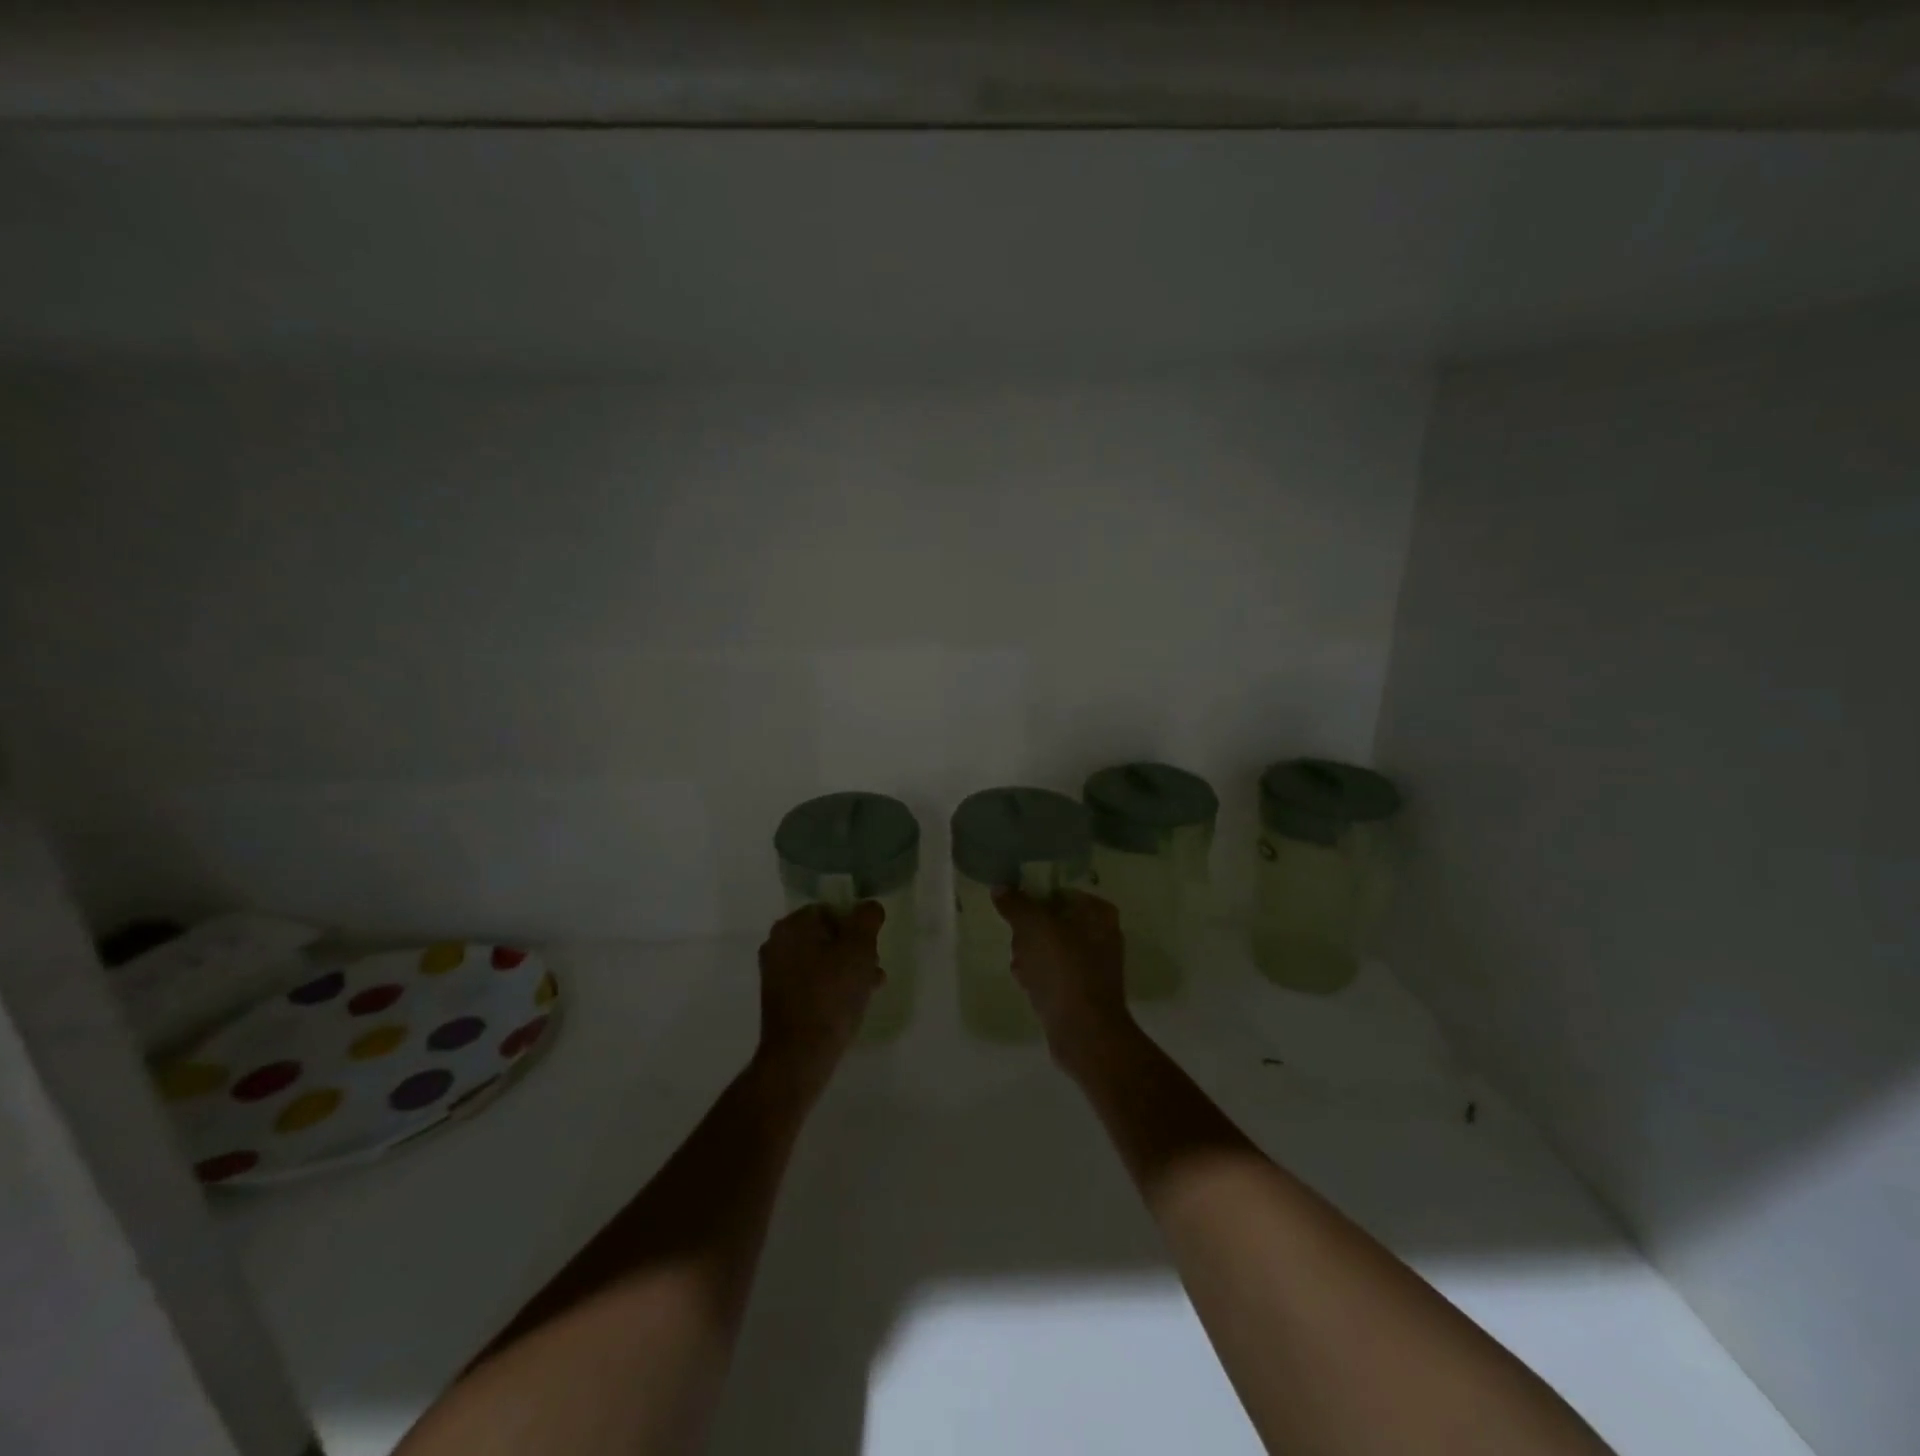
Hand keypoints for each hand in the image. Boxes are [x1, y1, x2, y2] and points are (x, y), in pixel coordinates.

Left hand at [755, 902, 884, 1101]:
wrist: (800, 1054)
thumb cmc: (831, 995)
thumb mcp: (859, 949)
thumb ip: (867, 919)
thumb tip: (868, 907)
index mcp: (792, 925)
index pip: (831, 910)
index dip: (856, 927)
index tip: (870, 948)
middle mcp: (778, 942)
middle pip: (826, 935)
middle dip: (853, 949)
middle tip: (872, 968)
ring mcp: (775, 972)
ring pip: (821, 959)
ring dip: (846, 968)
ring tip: (870, 987)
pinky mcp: (778, 998)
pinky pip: (811, 981)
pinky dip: (831, 986)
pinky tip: (852, 1003)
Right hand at [992, 889, 1136, 1072]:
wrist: (1084, 1032)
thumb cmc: (1063, 970)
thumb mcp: (1033, 927)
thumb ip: (1015, 904)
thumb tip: (1000, 888)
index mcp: (1097, 912)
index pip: (1057, 892)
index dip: (1032, 901)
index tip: (1014, 914)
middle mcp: (1100, 934)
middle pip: (1050, 921)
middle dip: (1027, 934)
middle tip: (1018, 945)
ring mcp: (1093, 965)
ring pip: (1048, 949)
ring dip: (1029, 956)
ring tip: (1021, 970)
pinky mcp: (1082, 990)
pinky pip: (1052, 974)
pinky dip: (1038, 977)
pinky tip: (1027, 987)